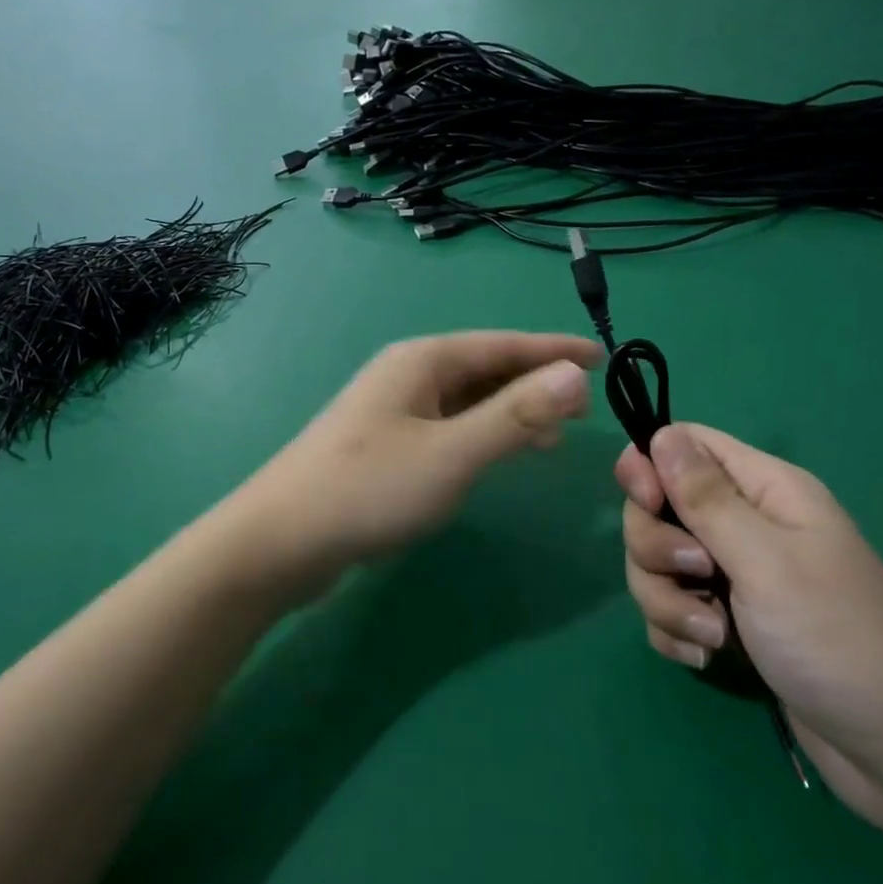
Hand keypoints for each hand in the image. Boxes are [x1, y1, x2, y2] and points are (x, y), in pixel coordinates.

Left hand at [239, 332, 600, 598]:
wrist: (281, 540)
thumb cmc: (369, 489)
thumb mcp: (451, 453)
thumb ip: (514, 416)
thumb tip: (574, 374)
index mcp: (421, 361)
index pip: (502, 344)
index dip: (553, 349)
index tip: (601, 356)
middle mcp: (407, 376)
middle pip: (484, 368)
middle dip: (535, 383)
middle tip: (584, 408)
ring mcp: (393, 411)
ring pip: (467, 401)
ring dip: (510, 412)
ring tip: (553, 437)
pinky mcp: (385, 446)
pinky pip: (449, 427)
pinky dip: (482, 435)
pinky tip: (497, 457)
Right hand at [618, 424, 882, 841]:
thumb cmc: (840, 639)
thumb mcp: (766, 559)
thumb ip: (705, 498)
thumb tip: (660, 435)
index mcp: (764, 490)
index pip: (684, 445)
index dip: (650, 466)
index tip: (646, 503)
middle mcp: (746, 525)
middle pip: (659, 508)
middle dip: (657, 547)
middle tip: (697, 575)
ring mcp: (735, 576)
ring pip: (658, 564)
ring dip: (667, 599)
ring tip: (712, 636)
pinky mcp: (728, 623)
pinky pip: (670, 609)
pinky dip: (676, 631)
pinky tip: (705, 656)